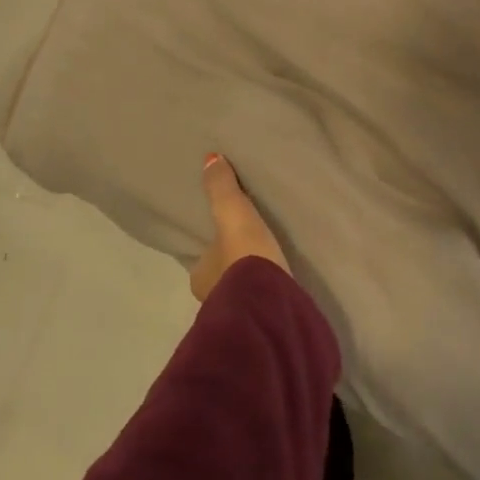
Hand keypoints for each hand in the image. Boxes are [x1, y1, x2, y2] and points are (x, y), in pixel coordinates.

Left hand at [188, 153, 287, 301]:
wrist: (271, 301)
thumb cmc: (245, 256)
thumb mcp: (232, 213)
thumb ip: (221, 187)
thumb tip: (210, 158)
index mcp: (199, 276)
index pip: (202, 258)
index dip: (213, 248)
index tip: (226, 239)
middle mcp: (212, 298)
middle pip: (222, 276)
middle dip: (234, 267)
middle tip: (252, 250)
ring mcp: (239, 313)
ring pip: (242, 291)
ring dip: (252, 282)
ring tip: (270, 268)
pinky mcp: (264, 321)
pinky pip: (262, 302)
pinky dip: (268, 294)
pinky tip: (280, 288)